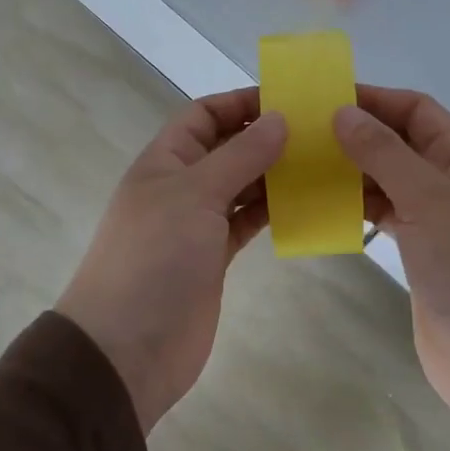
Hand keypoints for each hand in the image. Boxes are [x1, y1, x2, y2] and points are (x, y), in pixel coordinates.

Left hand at [58, 89, 286, 431]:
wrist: (126, 349)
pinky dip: (273, 211)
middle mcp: (180, 186)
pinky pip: (247, 222)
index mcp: (165, 161)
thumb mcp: (195, 195)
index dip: (242, 103)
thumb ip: (240, 155)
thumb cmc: (154, 258)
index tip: (291, 101)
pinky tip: (306, 204)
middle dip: (267, 138)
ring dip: (275, 175)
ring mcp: (197, 224)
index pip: (204, 115)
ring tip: (322, 165)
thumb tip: (279, 118)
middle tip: (320, 134)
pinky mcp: (214, 258)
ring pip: (242, 186)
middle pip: (227, 148)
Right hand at [332, 86, 449, 412]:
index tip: (323, 100)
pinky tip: (321, 205)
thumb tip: (341, 112)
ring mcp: (434, 216)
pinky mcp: (417, 247)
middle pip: (398, 141)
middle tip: (301, 134)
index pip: (416, 110)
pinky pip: (381, 211)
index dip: (374, 99)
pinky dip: (354, 204)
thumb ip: (384, 153)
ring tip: (302, 166)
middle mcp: (449, 180)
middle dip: (356, 133)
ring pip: (386, 177)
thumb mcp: (428, 200)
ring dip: (350, 169)